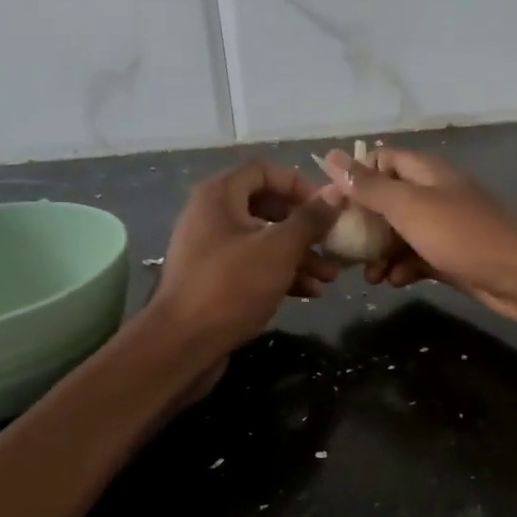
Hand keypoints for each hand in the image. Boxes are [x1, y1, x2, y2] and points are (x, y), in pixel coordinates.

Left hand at [154, 161, 339, 353]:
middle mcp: (212, 216)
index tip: (327, 207)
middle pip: (267, 208)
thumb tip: (335, 193)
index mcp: (220, 196)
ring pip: (263, 241)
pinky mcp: (214, 280)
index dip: (299, 184)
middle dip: (304, 227)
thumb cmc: (231, 286)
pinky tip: (310, 293)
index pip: (264, 171)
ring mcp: (211, 249)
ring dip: (299, 255)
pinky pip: (253, 266)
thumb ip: (310, 219)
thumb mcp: (279, 249)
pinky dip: (281, 274)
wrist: (181, 344)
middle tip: (333, 243)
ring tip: (330, 276)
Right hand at [317, 147, 516, 327]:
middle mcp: (433, 196)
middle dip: (362, 222)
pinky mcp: (450, 259)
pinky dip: (402, 269)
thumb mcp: (409, 207)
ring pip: (399, 235)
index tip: (330, 202)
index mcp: (425, 174)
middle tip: (338, 246)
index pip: (382, 161)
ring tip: (366, 275)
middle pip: (387, 201)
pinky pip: (416, 259)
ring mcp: (443, 229)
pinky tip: (393, 282)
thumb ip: (370, 186)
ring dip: (379, 252)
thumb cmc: (463, 235)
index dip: (355, 177)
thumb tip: (331, 157)